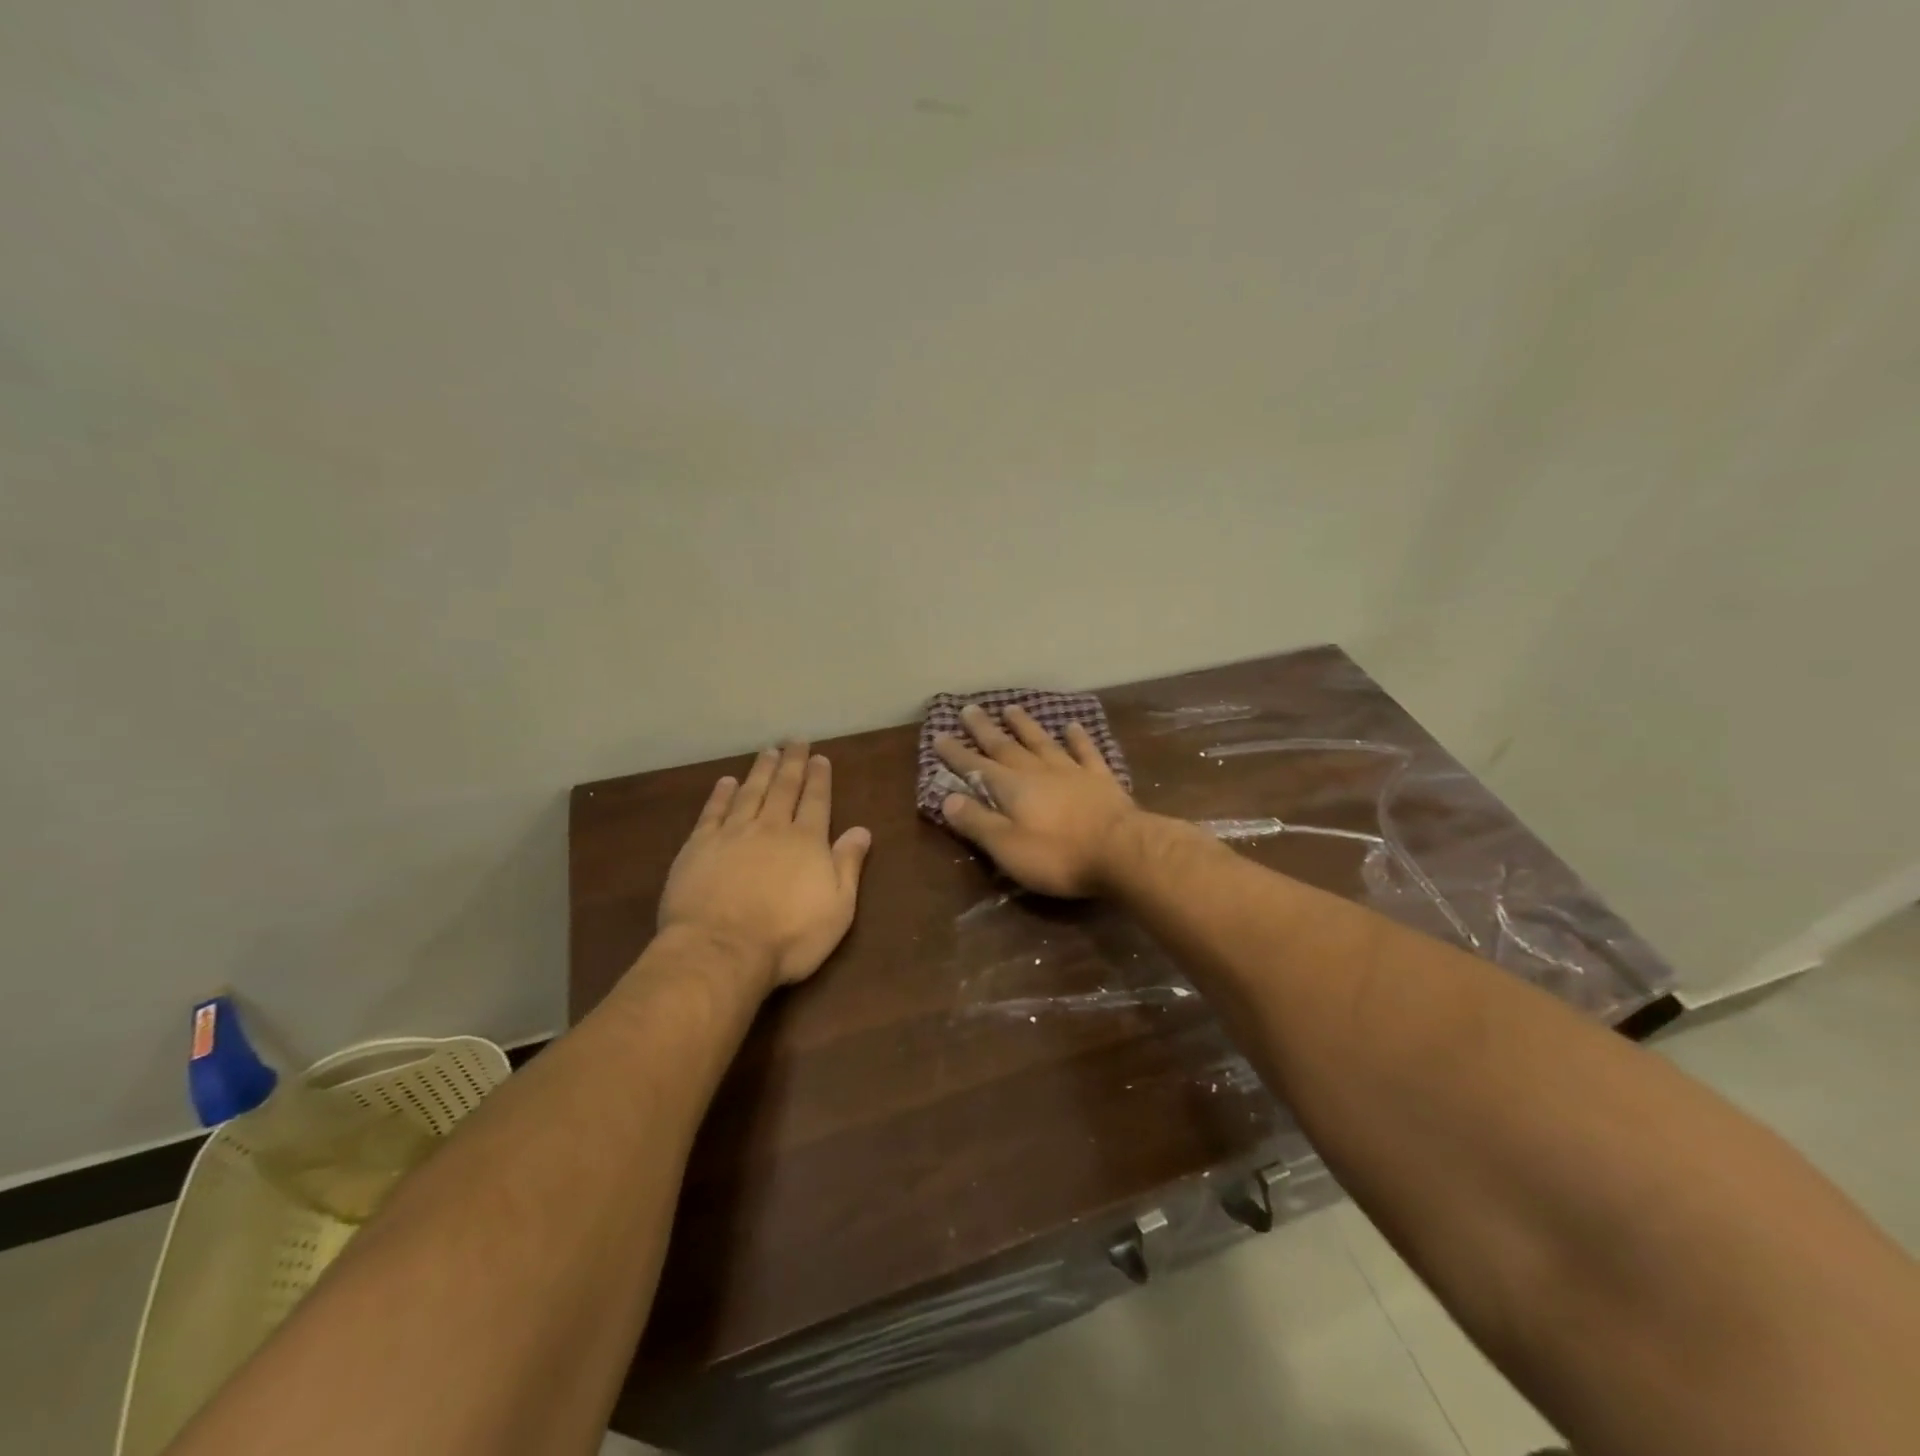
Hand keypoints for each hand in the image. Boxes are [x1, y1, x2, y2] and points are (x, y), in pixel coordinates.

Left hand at [658, 742, 872, 987]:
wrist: (721, 950)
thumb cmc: (788, 936)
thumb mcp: (837, 908)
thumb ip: (848, 865)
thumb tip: (862, 830)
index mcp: (806, 841)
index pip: (816, 800)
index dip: (819, 778)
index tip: (820, 758)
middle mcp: (771, 827)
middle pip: (783, 788)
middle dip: (792, 763)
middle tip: (795, 741)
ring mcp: (733, 834)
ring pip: (750, 792)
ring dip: (760, 770)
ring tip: (767, 752)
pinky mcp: (699, 846)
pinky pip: (713, 812)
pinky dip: (721, 794)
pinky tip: (726, 782)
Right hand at [934, 704, 1138, 896]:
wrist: (1122, 851)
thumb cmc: (1058, 856)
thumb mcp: (1007, 847)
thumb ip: (977, 821)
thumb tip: (947, 798)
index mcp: (1012, 788)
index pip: (976, 767)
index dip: (956, 753)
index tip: (939, 735)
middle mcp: (1038, 771)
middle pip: (1006, 747)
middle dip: (984, 730)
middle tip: (968, 709)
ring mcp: (1072, 771)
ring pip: (1042, 742)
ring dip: (1025, 726)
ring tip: (1011, 708)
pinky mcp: (1101, 779)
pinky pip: (1086, 752)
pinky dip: (1078, 738)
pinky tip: (1072, 726)